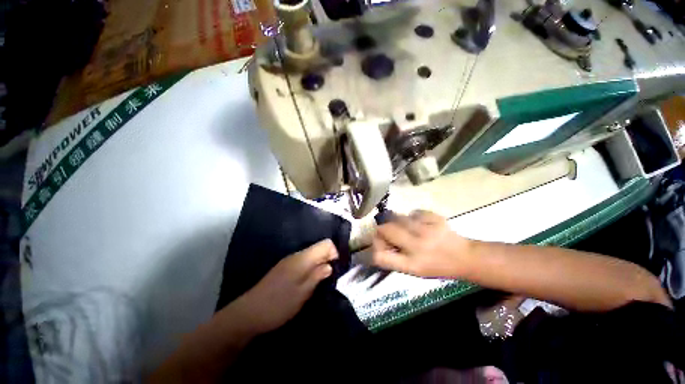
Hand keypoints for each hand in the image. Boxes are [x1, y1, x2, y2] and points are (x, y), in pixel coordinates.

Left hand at [229, 239, 337, 334]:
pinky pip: (303, 261)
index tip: (334, 269)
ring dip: (319, 265)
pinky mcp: (284, 268)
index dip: (334, 253)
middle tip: (328, 278)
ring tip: (319, 282)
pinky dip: (310, 268)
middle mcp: (296, 255)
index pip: (326, 243)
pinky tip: (307, 282)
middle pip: (318, 248)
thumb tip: (329, 265)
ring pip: (311, 255)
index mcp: (302, 258)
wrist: (248, 313)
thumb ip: (318, 276)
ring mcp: (289, 261)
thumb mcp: (302, 293)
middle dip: (327, 259)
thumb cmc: (278, 305)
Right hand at [372, 210, 473, 278]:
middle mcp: (418, 247)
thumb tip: (378, 242)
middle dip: (382, 230)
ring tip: (406, 228)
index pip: (379, 255)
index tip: (380, 243)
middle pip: (385, 229)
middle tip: (390, 233)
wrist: (465, 257)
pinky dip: (412, 217)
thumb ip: (393, 258)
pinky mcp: (436, 218)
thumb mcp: (413, 270)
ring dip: (397, 222)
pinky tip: (420, 223)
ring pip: (397, 217)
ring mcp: (428, 230)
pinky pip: (413, 212)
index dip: (375, 246)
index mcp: (412, 264)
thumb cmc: (436, 267)